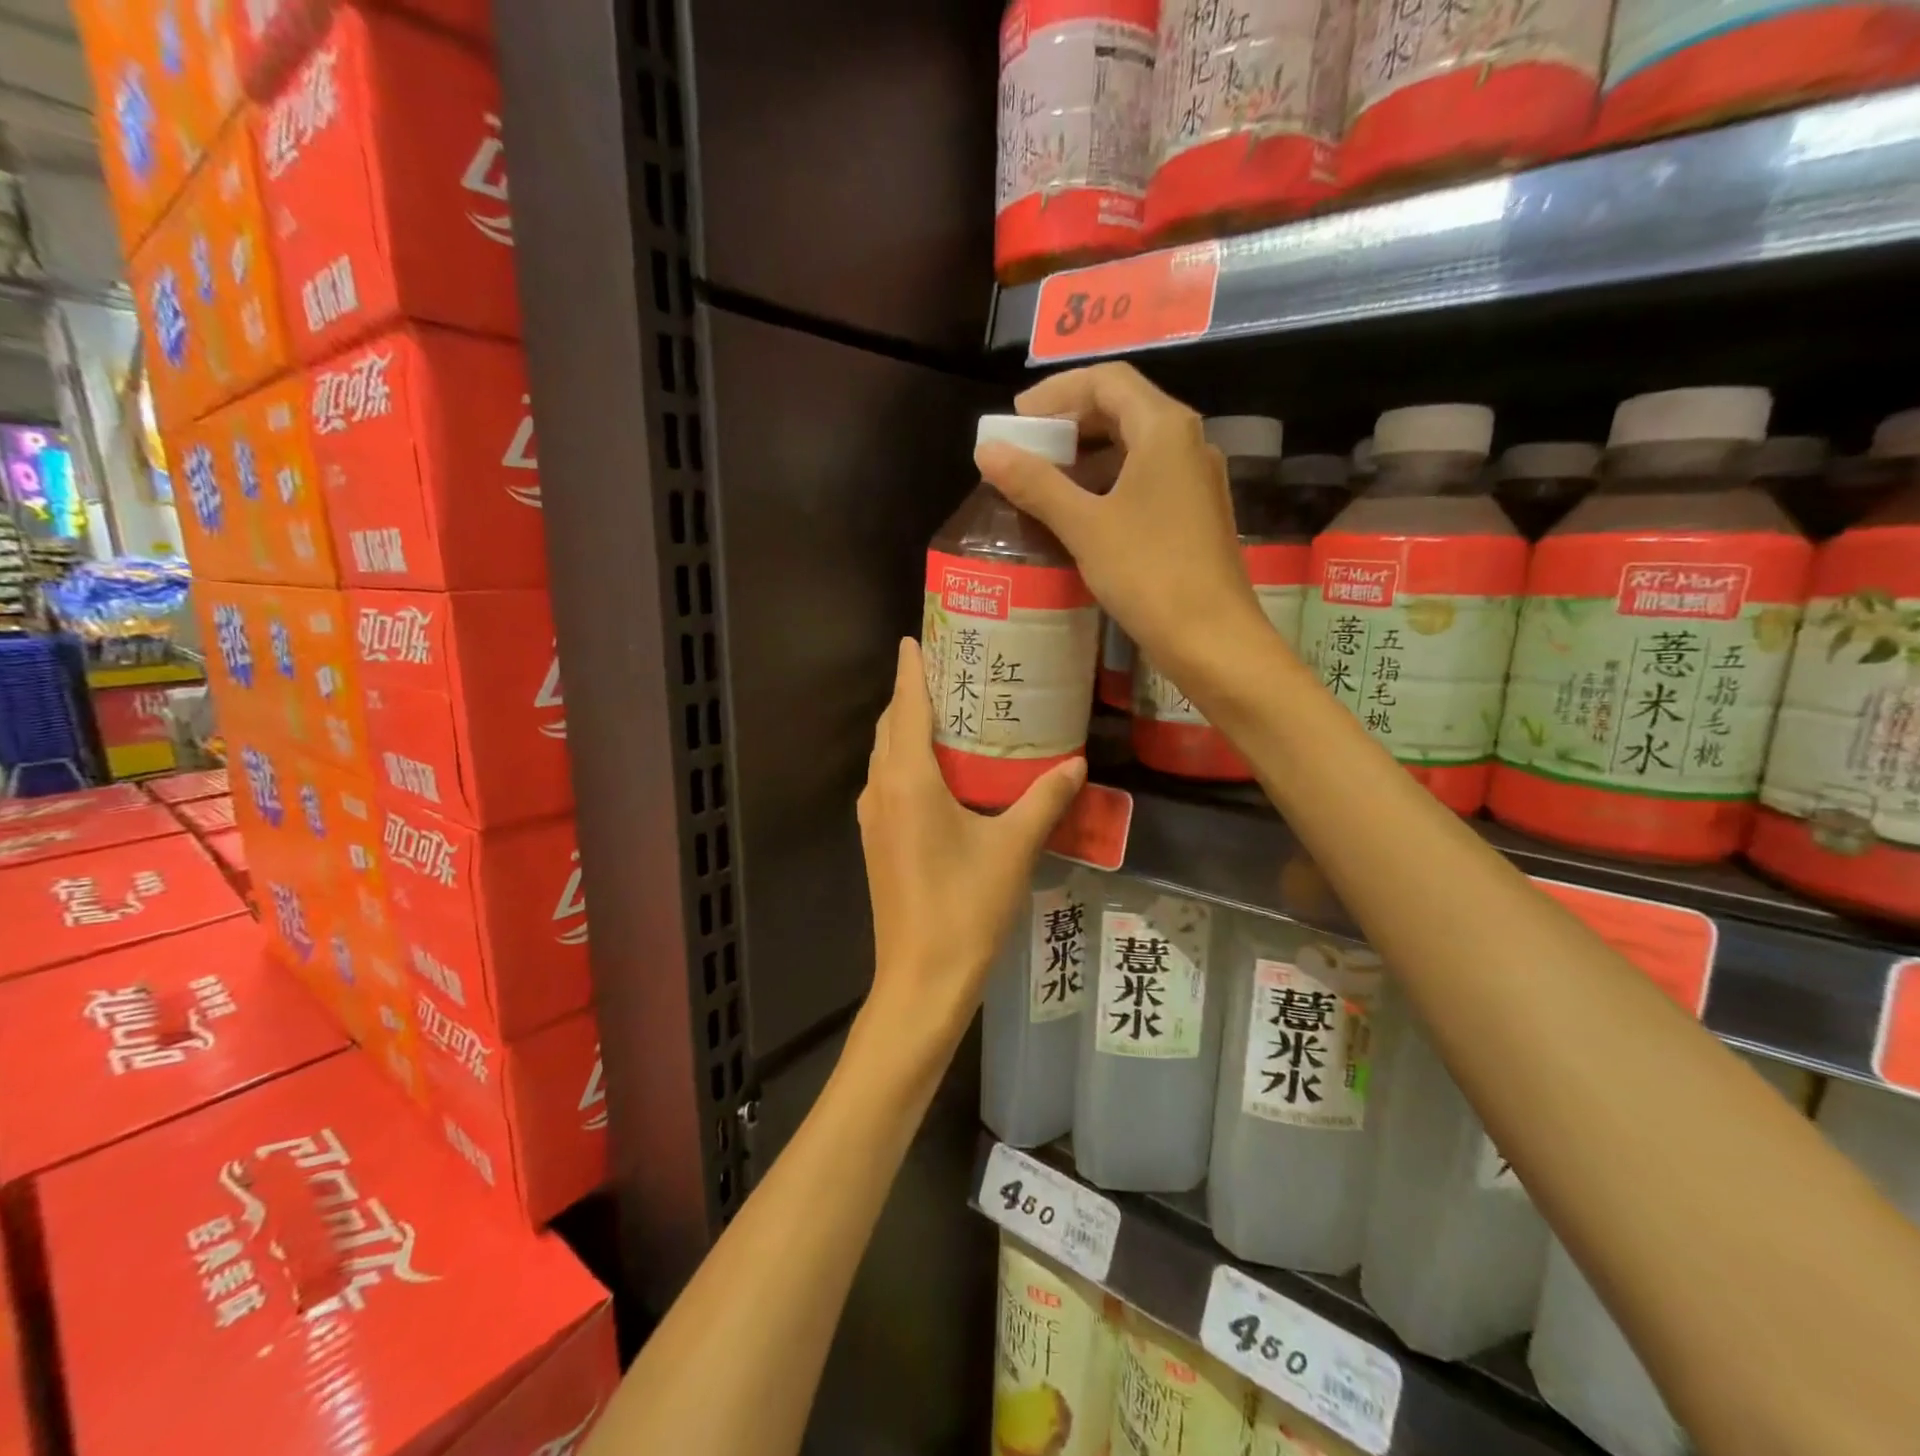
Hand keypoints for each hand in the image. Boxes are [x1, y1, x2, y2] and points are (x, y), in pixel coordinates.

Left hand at [857, 639, 1085, 1049]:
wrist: (921, 977)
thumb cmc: (966, 907)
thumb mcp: (1013, 848)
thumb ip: (1044, 799)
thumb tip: (1076, 761)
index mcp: (908, 780)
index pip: (906, 706)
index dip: (910, 669)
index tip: (916, 637)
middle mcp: (881, 790)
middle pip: (889, 726)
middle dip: (911, 693)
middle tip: (949, 670)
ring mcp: (873, 818)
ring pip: (884, 755)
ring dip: (905, 728)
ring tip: (947, 712)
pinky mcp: (876, 841)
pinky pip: (886, 782)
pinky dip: (905, 760)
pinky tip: (938, 771)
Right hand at [973, 363, 1270, 687]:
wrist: (1213, 639)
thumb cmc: (1149, 574)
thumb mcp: (1084, 526)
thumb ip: (1035, 483)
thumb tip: (986, 450)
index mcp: (1164, 429)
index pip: (1106, 380)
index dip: (1057, 392)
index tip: (1017, 419)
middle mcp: (1187, 442)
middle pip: (1123, 408)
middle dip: (1071, 422)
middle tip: (1026, 447)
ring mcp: (1196, 479)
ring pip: (1135, 446)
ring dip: (1088, 455)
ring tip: (1044, 480)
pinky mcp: (1195, 513)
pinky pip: (1146, 479)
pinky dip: (1109, 483)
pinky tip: (1081, 512)